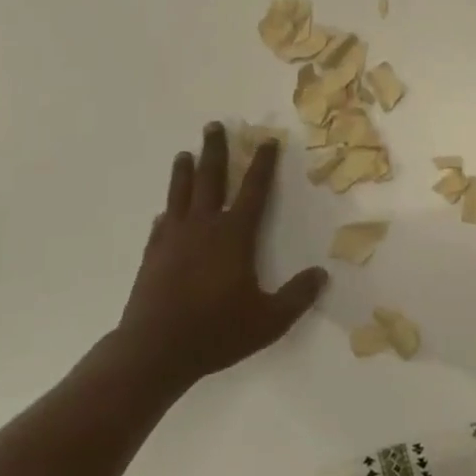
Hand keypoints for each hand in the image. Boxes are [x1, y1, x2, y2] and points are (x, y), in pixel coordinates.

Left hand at [117, 123, 327, 390]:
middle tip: (213, 125)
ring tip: (185, 153)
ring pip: (180, 194)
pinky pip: (161, 224)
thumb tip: (322, 275)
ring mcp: (174, 238)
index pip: (254, 189)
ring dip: (184, 171)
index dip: (263, 163)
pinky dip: (166, 212)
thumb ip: (297, 297)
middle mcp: (204, 226)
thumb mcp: (268, 320)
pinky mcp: (153, 255)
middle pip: (211, 178)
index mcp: (234, 234)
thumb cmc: (216, 331)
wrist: (154, 350)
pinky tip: (164, 212)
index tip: (267, 140)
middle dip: (215, 150)